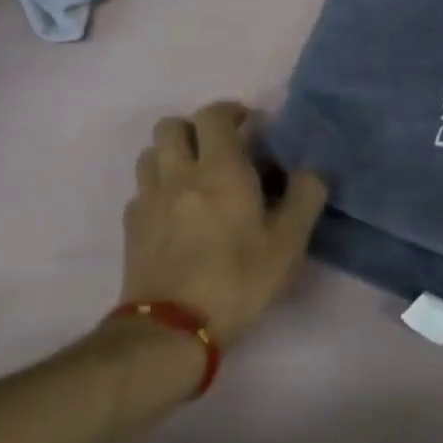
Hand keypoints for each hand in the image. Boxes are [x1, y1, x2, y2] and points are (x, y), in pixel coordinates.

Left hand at [122, 101, 327, 344]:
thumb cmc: (239, 280)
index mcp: (220, 169)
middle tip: (221, 150)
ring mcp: (149, 199)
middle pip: (172, 125)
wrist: (172, 329)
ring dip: (173, 155)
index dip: (232, 112)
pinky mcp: (131, 227)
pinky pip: (142, 190)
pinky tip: (176, 214)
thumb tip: (310, 171)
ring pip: (151, 154)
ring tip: (195, 178)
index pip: (214, 114)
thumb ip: (306, 197)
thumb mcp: (289, 242)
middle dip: (197, 128)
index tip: (251, 127)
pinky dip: (158, 189)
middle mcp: (179, 173)